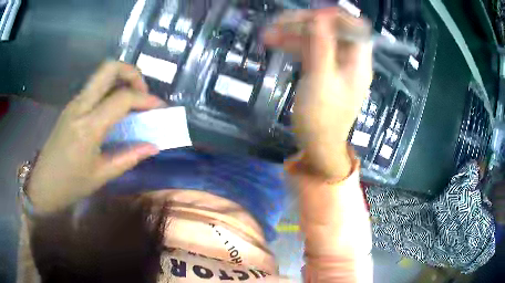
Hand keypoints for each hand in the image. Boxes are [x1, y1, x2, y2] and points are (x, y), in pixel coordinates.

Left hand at [28, 61, 165, 213]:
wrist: (43, 184)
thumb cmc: (70, 185)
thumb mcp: (101, 176)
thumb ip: (129, 157)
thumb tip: (153, 146)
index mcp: (88, 127)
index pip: (122, 98)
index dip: (146, 99)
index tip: (159, 108)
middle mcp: (80, 106)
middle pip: (109, 68)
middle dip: (132, 73)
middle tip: (142, 92)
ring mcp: (74, 103)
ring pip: (101, 74)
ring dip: (121, 79)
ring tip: (132, 101)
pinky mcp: (71, 106)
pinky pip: (95, 87)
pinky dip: (110, 90)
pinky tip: (114, 111)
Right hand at [264, 8, 372, 177]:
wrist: (318, 145)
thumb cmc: (322, 117)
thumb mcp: (321, 79)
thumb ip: (321, 46)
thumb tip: (320, 17)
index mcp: (358, 61)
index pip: (354, 28)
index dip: (335, 17)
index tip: (312, 15)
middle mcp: (349, 59)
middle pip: (332, 30)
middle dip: (306, 23)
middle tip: (278, 23)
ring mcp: (335, 64)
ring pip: (317, 39)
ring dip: (294, 34)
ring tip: (268, 34)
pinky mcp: (322, 70)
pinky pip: (310, 50)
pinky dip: (294, 45)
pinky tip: (275, 43)